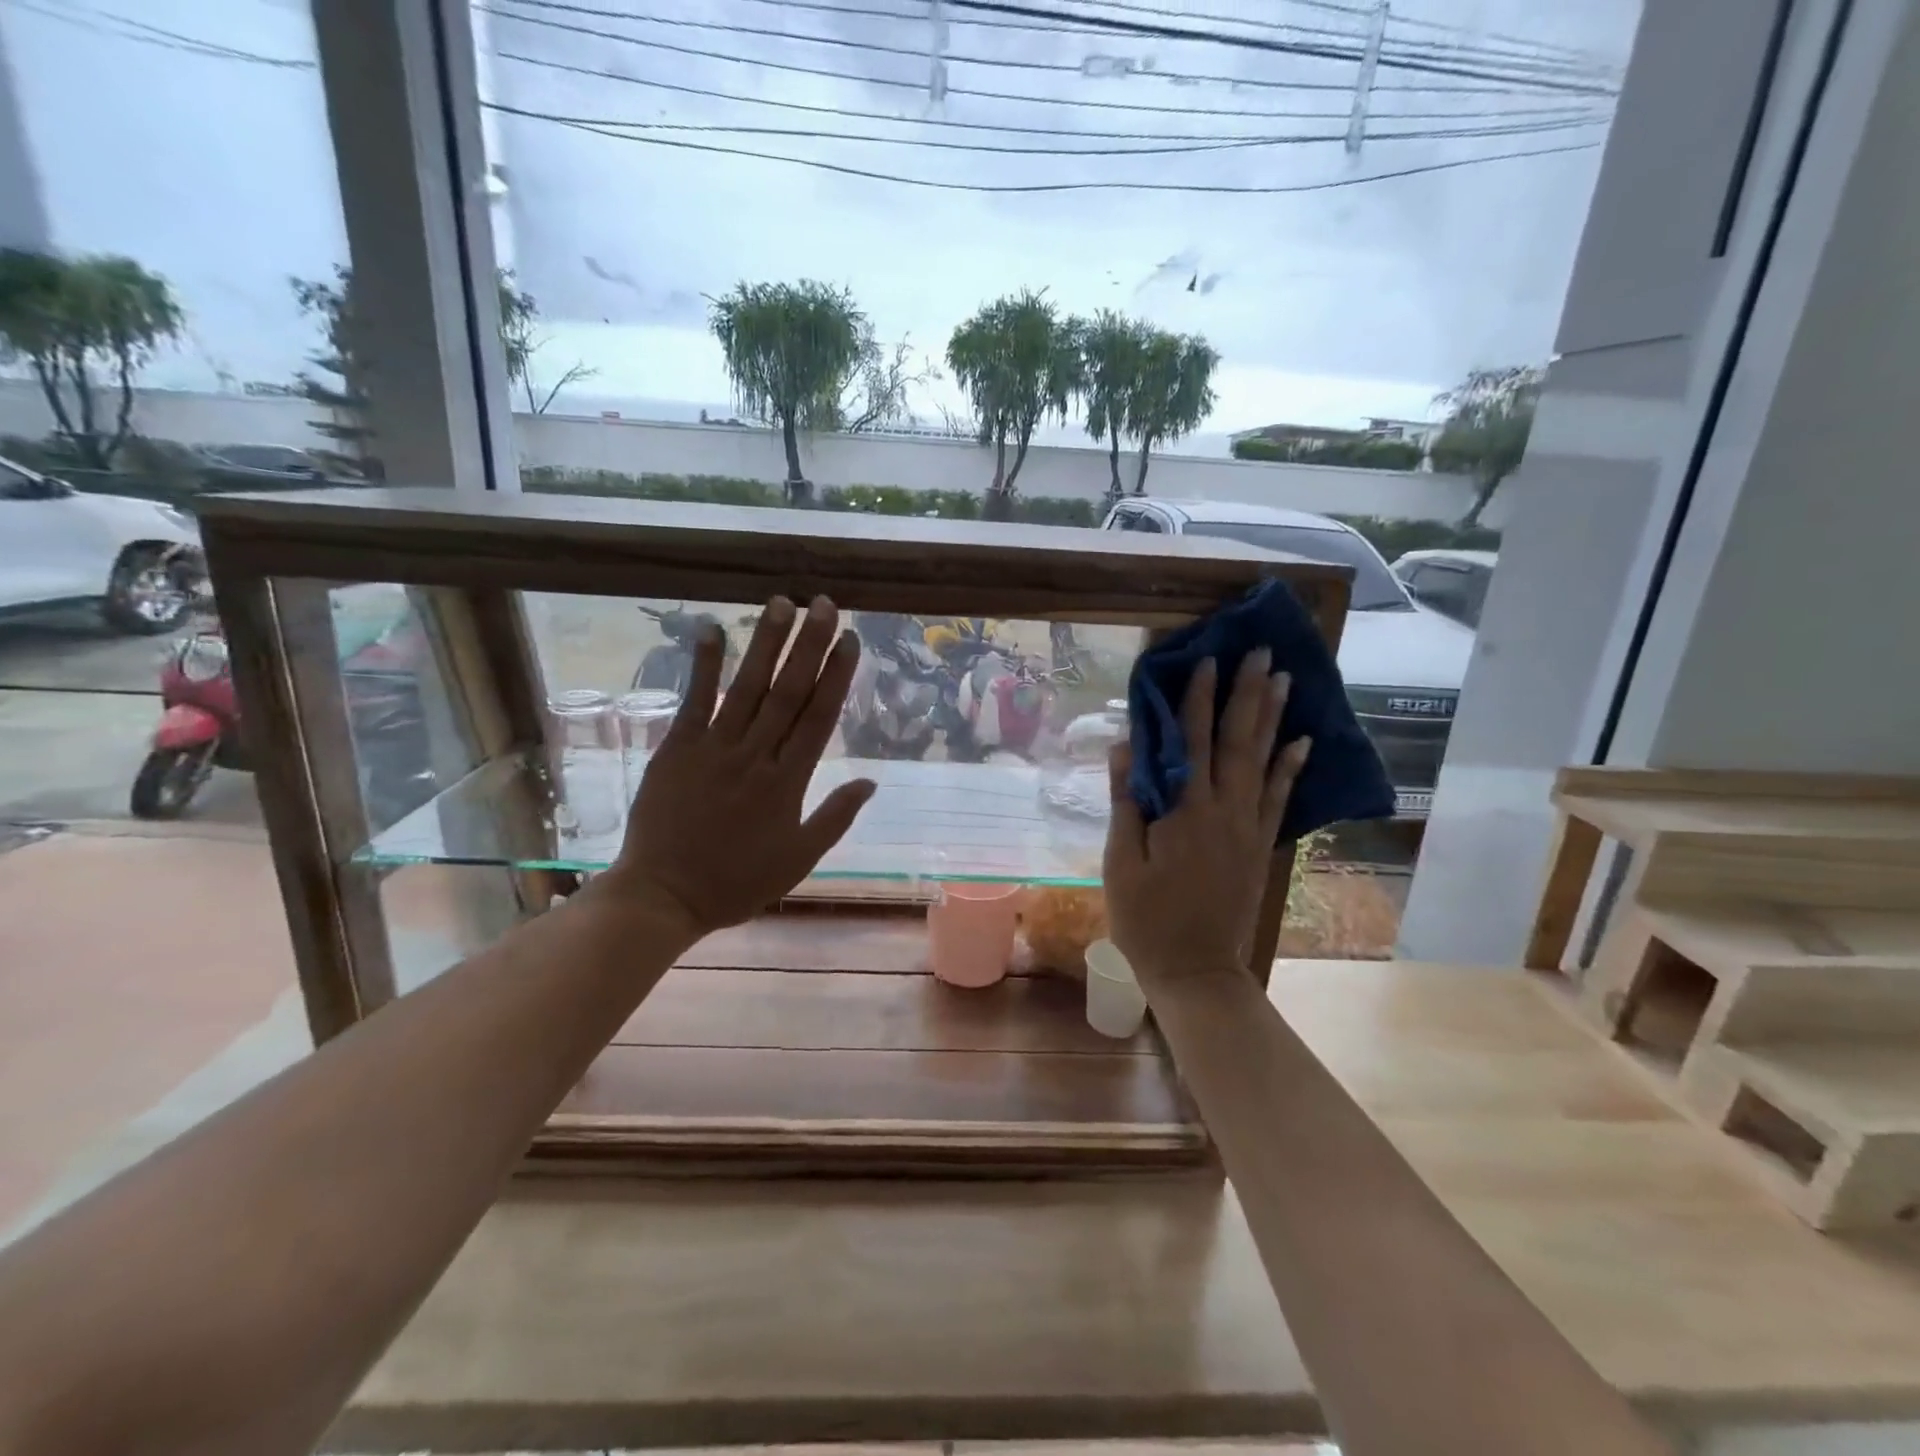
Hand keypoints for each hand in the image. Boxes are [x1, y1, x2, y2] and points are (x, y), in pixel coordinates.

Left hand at [599, 595, 875, 940]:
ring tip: (782, 603)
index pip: (818, 717)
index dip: (836, 676)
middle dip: (809, 645)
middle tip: (825, 604)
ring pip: (746, 687)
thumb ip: (835, 817)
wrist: (664, 896)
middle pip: (788, 691)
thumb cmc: (737, 881)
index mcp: (788, 782)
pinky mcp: (677, 748)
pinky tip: (712, 628)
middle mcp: (755, 755)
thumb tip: (871, 781)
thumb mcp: (799, 858)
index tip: (851, 640)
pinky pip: (694, 700)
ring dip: (765, 643)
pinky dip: (703, 665)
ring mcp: (713, 748)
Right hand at [1102, 650, 1310, 990]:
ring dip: (1273, 717)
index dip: (1197, 699)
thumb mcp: (1119, 862)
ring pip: (1263, 762)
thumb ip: (1126, 802)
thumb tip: (1125, 747)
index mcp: (1184, 813)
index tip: (1206, 660)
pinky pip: (1279, 798)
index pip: (1191, 742)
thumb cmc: (1147, 920)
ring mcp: (1248, 829)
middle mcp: (1224, 811)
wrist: (1197, 971)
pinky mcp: (1261, 847)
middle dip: (1247, 694)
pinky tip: (1301, 741)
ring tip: (1285, 679)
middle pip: (1236, 741)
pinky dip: (1290, 767)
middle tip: (1261, 652)